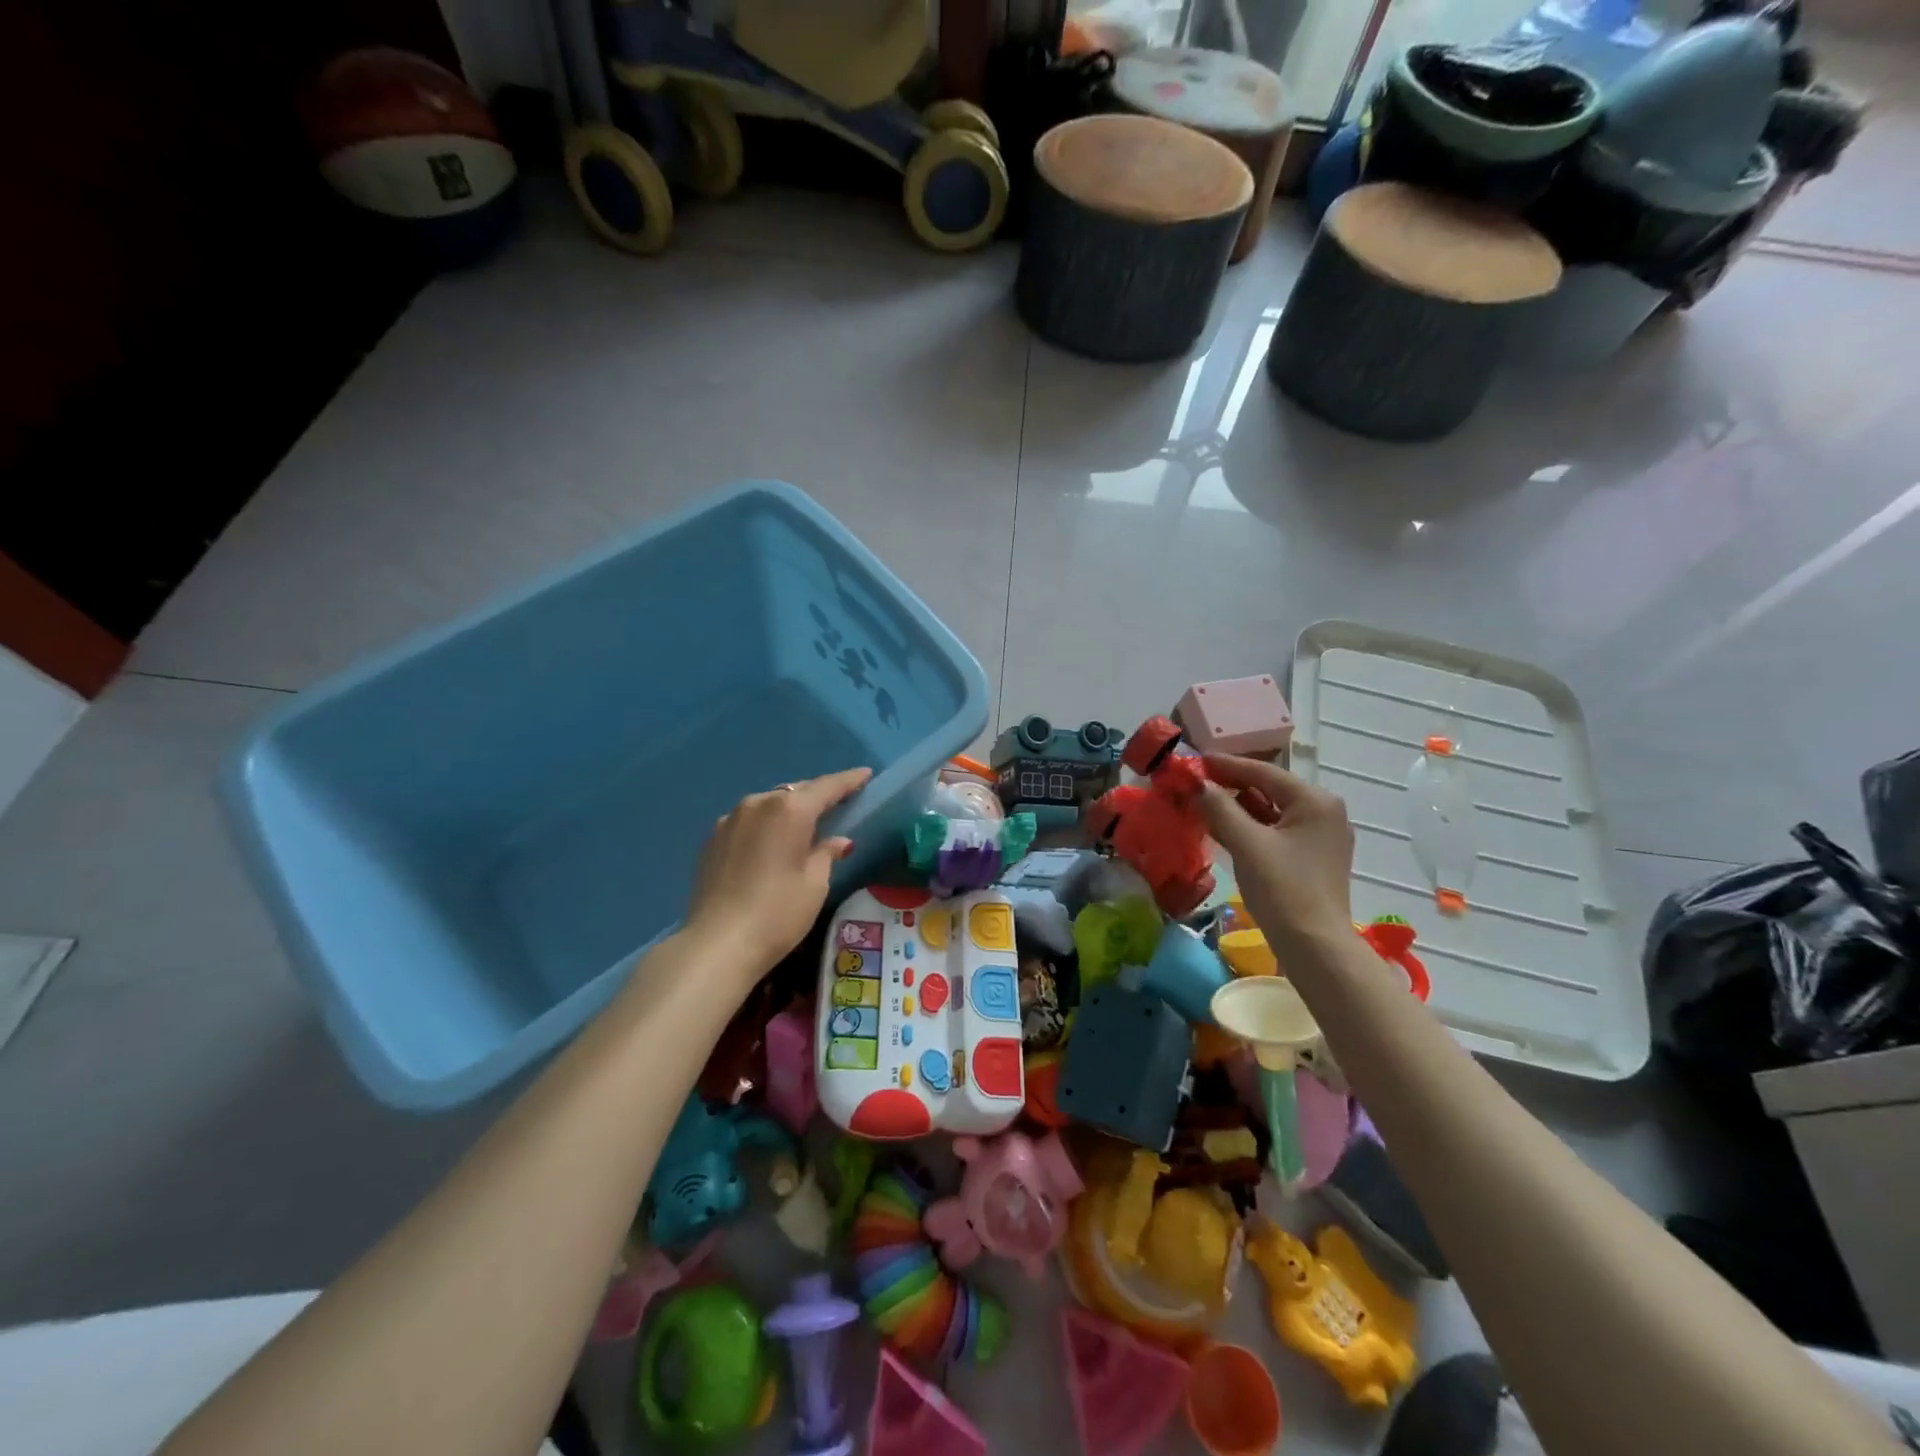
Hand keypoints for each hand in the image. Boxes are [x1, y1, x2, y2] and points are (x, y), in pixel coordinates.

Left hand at [684, 767, 872, 988]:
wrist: (717, 945)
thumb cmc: (778, 913)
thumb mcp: (815, 884)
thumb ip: (827, 854)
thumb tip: (837, 840)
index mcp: (789, 809)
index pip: (827, 787)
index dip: (849, 780)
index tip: (866, 775)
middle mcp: (758, 803)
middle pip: (796, 792)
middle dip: (818, 796)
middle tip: (839, 803)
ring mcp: (730, 819)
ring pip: (769, 805)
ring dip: (788, 810)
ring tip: (804, 824)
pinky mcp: (712, 839)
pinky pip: (748, 822)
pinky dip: (765, 826)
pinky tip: (771, 844)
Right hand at [1199, 754, 1354, 950]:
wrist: (1315, 948)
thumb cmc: (1283, 889)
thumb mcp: (1246, 843)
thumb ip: (1219, 807)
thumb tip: (1196, 783)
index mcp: (1315, 801)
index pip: (1263, 772)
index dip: (1225, 765)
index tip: (1193, 760)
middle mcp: (1323, 811)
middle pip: (1268, 788)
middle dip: (1230, 786)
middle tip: (1194, 783)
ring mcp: (1320, 836)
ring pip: (1271, 811)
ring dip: (1237, 806)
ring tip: (1202, 803)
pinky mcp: (1312, 858)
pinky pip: (1275, 830)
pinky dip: (1250, 826)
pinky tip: (1223, 828)